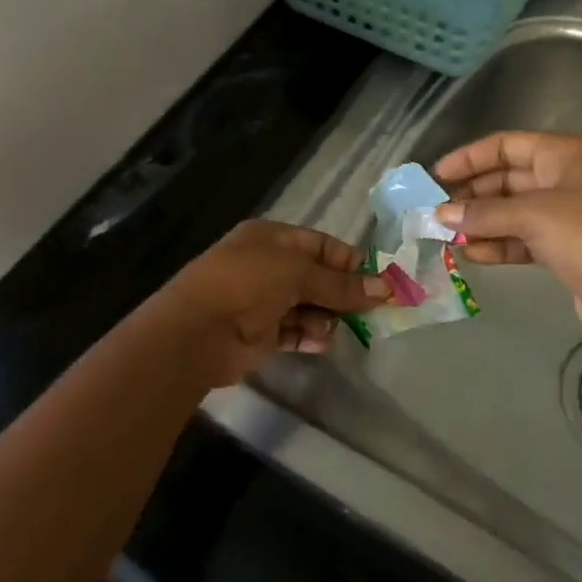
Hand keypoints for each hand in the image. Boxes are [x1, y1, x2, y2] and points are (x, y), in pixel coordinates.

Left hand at [151, 219, 388, 383]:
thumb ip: (340, 284)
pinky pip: (293, 332)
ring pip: (306, 306)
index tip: (379, 280)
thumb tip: (385, 288)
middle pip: (315, 277)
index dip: (348, 261)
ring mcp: (261, 301)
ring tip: (336, 328)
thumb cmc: (247, 284)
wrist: (197, 330)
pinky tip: (321, 343)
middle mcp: (266, 266)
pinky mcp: (259, 333)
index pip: (319, 244)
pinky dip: (308, 336)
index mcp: (271, 238)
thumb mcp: (297, 273)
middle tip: (374, 311)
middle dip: (342, 293)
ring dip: (325, 317)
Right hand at [434, 131, 581, 355]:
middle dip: (471, 194)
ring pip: (510, 210)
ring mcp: (564, 215)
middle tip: (436, 210)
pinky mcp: (563, 248)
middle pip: (506, 178)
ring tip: (446, 236)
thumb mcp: (531, 215)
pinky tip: (470, 254)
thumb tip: (439, 215)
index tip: (436, 176)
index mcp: (564, 155)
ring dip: (480, 222)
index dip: (469, 157)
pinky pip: (520, 238)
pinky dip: (496, 244)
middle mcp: (564, 179)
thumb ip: (482, 213)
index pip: (506, 145)